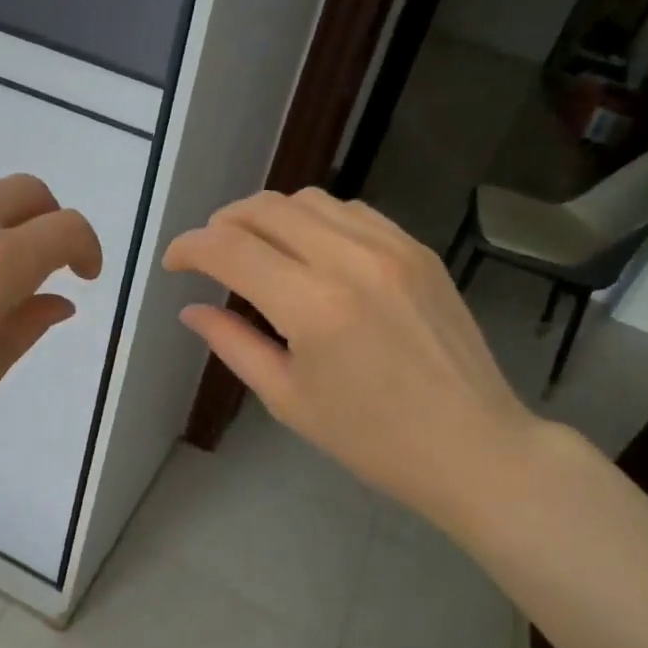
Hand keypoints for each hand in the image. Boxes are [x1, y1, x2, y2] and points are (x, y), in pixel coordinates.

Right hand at [164, 188, 546, 532]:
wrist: (473, 447)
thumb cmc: (371, 440)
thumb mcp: (288, 399)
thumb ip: (232, 344)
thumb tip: (191, 309)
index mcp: (313, 307)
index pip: (230, 249)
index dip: (189, 247)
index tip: (174, 262)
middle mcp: (351, 260)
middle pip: (265, 208)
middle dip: (223, 223)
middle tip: (209, 254)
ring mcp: (392, 248)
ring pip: (308, 200)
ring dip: (269, 217)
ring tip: (257, 250)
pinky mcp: (418, 250)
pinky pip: (352, 211)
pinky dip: (315, 220)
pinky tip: (310, 251)